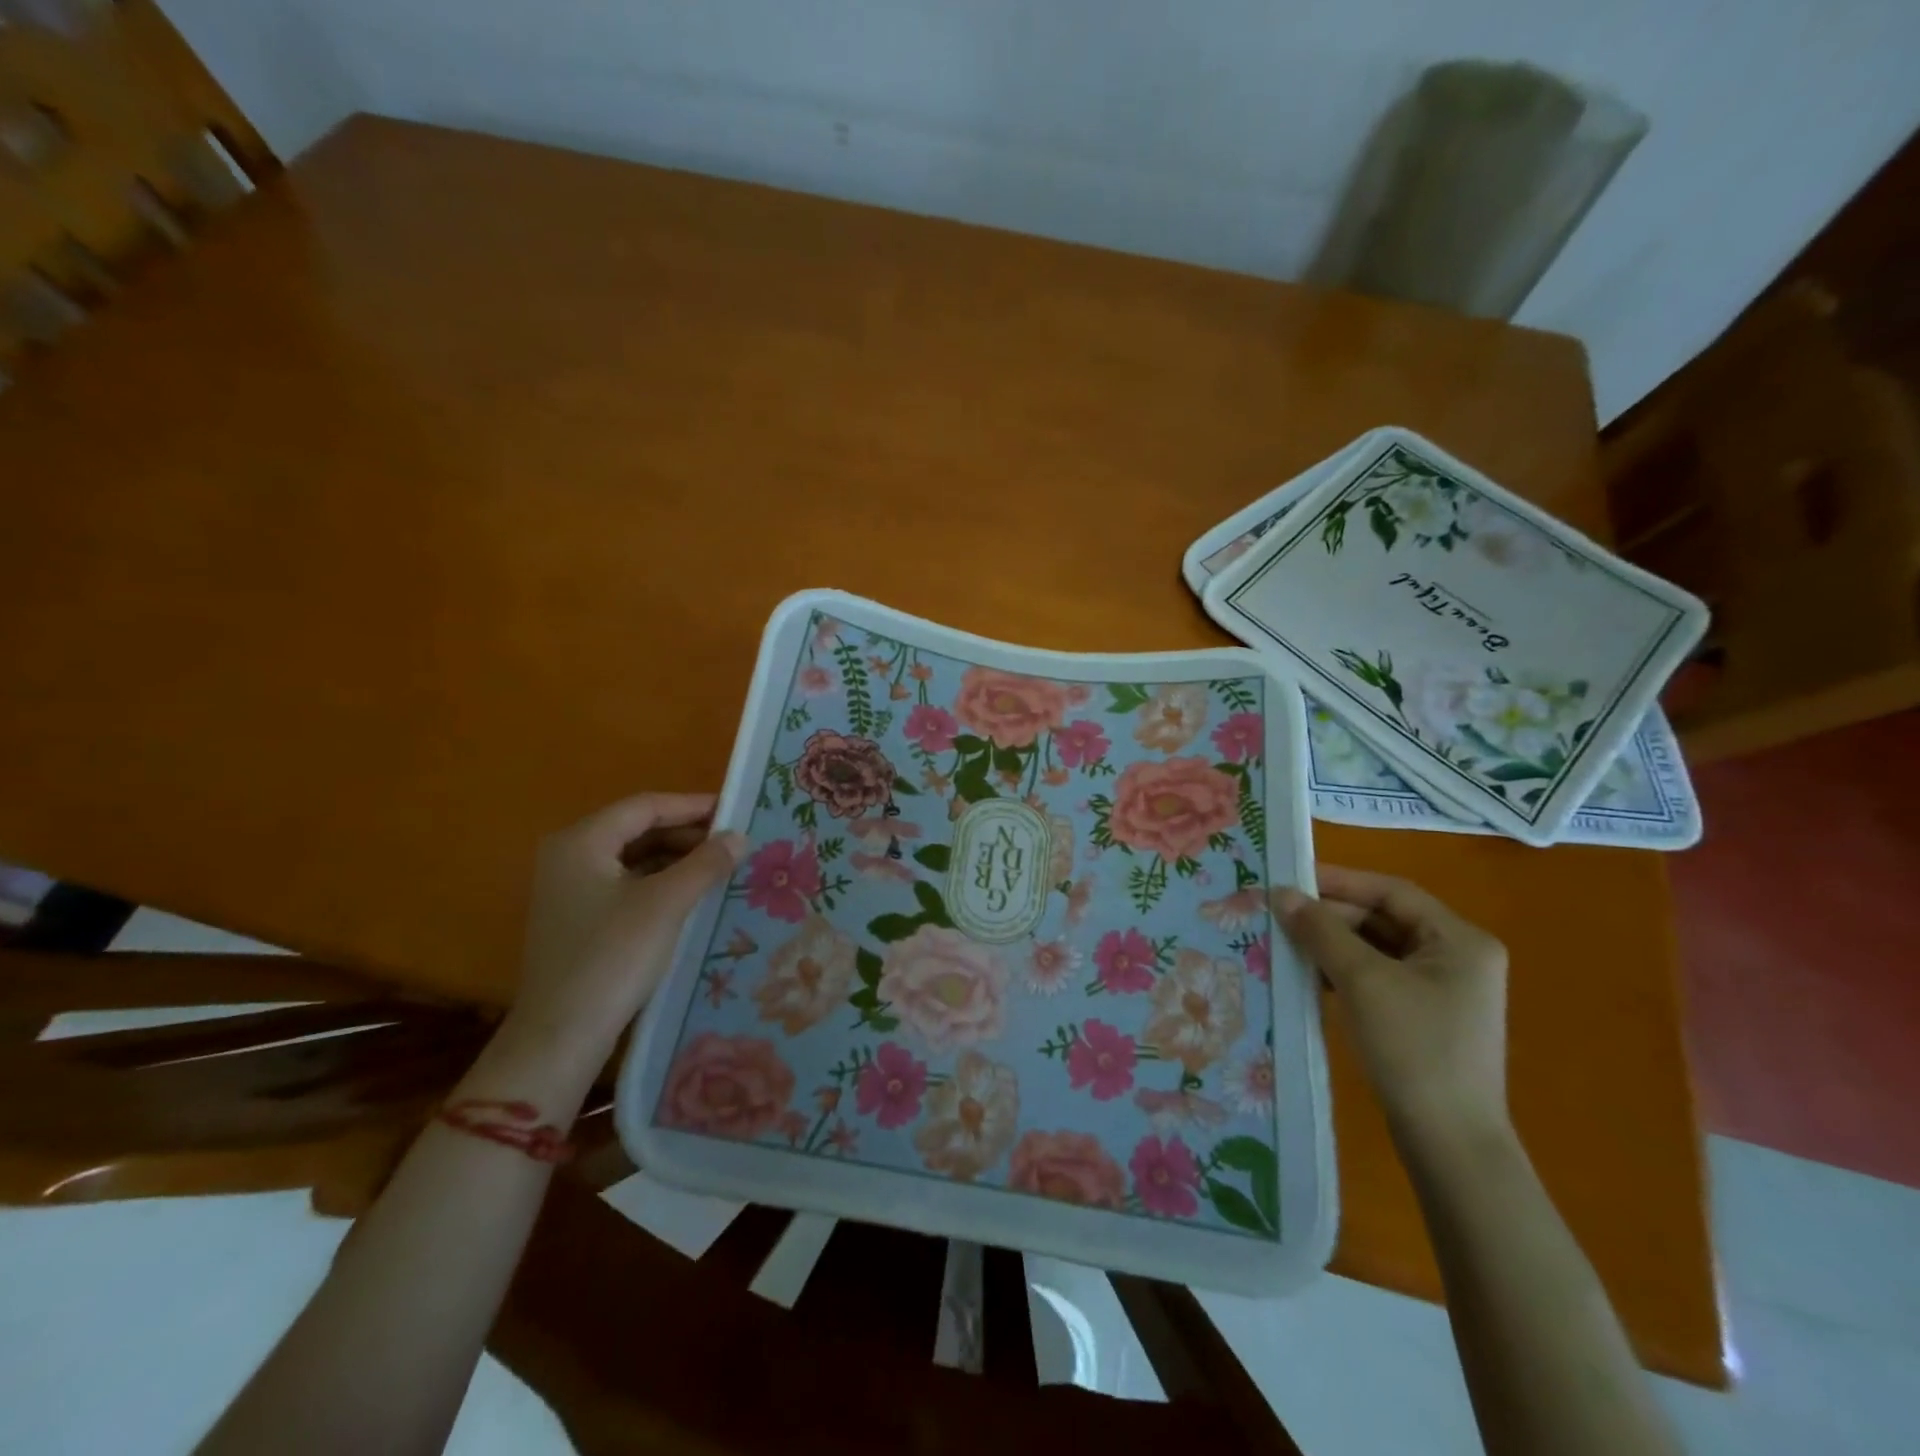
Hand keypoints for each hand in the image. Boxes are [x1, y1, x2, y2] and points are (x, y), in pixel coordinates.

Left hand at [503, 793, 745, 1076]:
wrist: (561, 1035)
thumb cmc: (613, 957)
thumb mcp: (667, 904)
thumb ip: (706, 863)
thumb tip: (740, 836)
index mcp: (581, 841)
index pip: (645, 806)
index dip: (693, 805)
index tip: (735, 811)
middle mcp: (569, 856)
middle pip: (637, 829)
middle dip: (687, 834)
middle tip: (733, 842)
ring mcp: (570, 889)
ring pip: (633, 858)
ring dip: (677, 859)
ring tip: (721, 867)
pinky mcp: (578, 919)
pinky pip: (626, 884)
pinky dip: (660, 883)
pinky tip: (692, 895)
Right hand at [1276, 865, 1509, 1152]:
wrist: (1450, 1143)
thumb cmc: (1414, 1048)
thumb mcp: (1363, 981)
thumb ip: (1321, 931)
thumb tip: (1280, 893)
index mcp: (1460, 940)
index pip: (1392, 892)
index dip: (1340, 881)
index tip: (1291, 879)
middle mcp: (1457, 958)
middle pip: (1383, 920)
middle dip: (1331, 917)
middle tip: (1280, 916)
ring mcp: (1442, 991)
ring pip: (1376, 950)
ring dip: (1332, 945)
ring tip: (1285, 943)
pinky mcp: (1423, 1018)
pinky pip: (1377, 978)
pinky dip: (1342, 972)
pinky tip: (1308, 978)